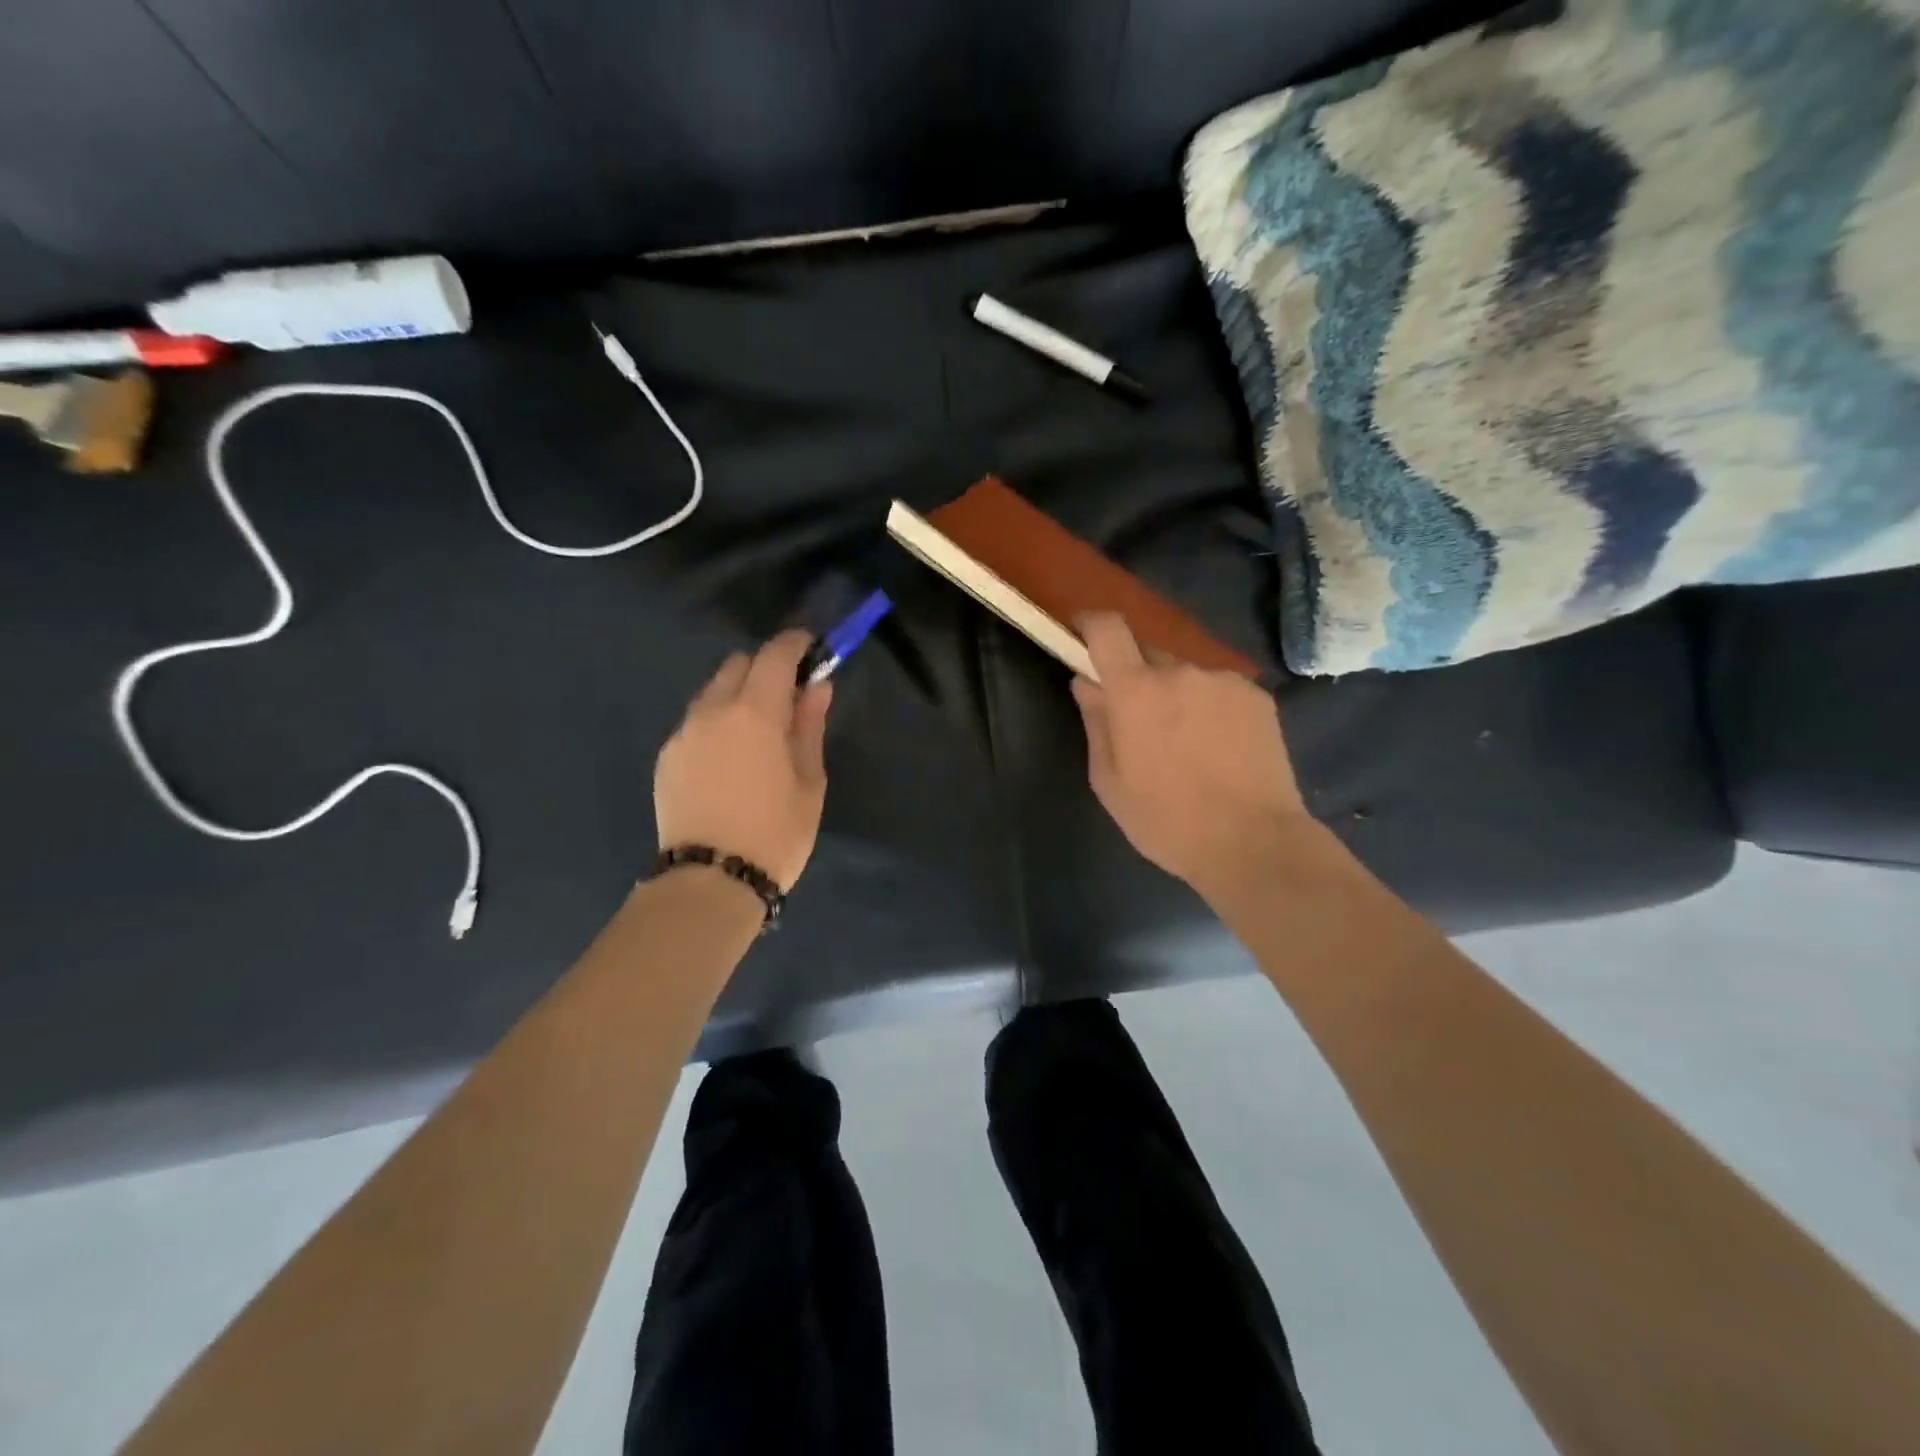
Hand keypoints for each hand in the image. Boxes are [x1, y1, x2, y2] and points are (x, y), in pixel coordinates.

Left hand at [655, 630, 831, 890]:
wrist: (711, 882)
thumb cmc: (775, 832)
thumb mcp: (809, 781)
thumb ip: (810, 726)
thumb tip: (816, 687)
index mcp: (753, 712)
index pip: (774, 655)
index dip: (795, 645)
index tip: (811, 650)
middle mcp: (711, 711)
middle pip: (738, 665)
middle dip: (765, 669)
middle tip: (788, 700)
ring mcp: (682, 734)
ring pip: (712, 693)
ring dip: (738, 697)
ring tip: (757, 735)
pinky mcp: (667, 758)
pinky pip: (696, 723)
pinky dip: (717, 724)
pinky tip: (730, 760)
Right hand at [1072, 613, 1312, 896]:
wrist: (1252, 842)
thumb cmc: (1166, 821)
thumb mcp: (1109, 781)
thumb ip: (1095, 722)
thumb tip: (1086, 683)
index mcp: (1135, 691)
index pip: (1108, 629)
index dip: (1091, 624)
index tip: (1083, 634)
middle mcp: (1180, 671)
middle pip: (1147, 653)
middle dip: (1136, 676)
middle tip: (1141, 720)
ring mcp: (1224, 681)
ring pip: (1186, 674)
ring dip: (1177, 694)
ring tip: (1188, 743)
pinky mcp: (1257, 696)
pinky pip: (1220, 689)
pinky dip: (1211, 707)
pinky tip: (1221, 748)